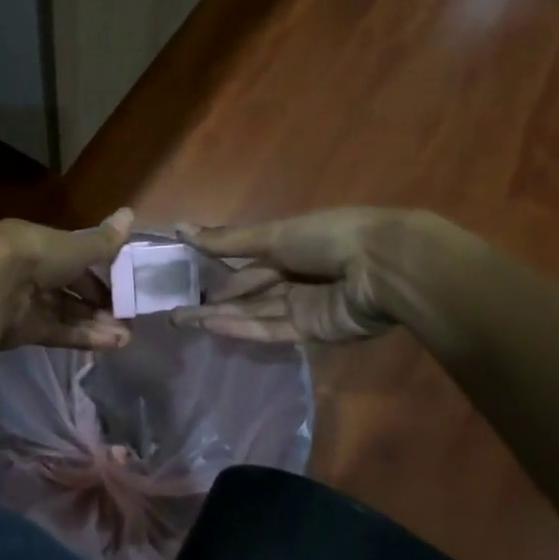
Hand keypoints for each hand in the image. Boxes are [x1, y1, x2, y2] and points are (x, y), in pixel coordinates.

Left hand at [0, 208, 134, 350]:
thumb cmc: (35, 255)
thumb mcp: (75, 246)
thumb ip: (103, 241)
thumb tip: (130, 213)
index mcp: (35, 244)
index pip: (70, 258)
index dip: (96, 272)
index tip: (121, 285)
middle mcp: (27, 272)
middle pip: (68, 289)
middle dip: (98, 304)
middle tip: (126, 317)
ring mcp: (23, 302)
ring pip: (65, 313)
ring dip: (95, 324)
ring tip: (125, 337)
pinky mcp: (21, 330)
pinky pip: (57, 332)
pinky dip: (82, 337)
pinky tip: (110, 344)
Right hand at [170, 208, 426, 343]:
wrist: (383, 266)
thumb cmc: (328, 237)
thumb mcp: (273, 234)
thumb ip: (228, 240)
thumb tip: (180, 228)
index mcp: (291, 245)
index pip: (246, 260)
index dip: (216, 268)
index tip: (184, 277)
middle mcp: (295, 276)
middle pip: (248, 290)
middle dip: (214, 299)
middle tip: (175, 309)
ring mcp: (304, 305)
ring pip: (254, 312)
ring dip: (220, 316)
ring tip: (183, 321)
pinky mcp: (313, 330)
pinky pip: (271, 329)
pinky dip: (242, 328)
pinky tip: (212, 327)